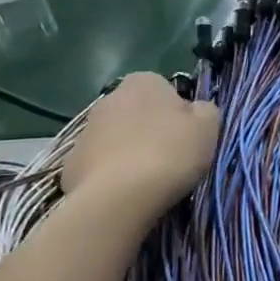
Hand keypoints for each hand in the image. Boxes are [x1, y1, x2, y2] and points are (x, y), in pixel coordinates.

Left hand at [61, 74, 218, 219]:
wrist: (119, 198)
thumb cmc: (170, 153)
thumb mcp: (209, 126)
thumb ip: (205, 109)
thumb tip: (195, 110)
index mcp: (143, 82)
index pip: (165, 89)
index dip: (179, 112)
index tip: (187, 135)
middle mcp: (109, 99)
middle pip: (138, 113)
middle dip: (151, 130)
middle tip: (171, 157)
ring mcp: (85, 132)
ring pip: (116, 139)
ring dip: (129, 151)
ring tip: (148, 179)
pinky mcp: (70, 164)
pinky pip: (99, 165)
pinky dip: (110, 175)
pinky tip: (125, 193)